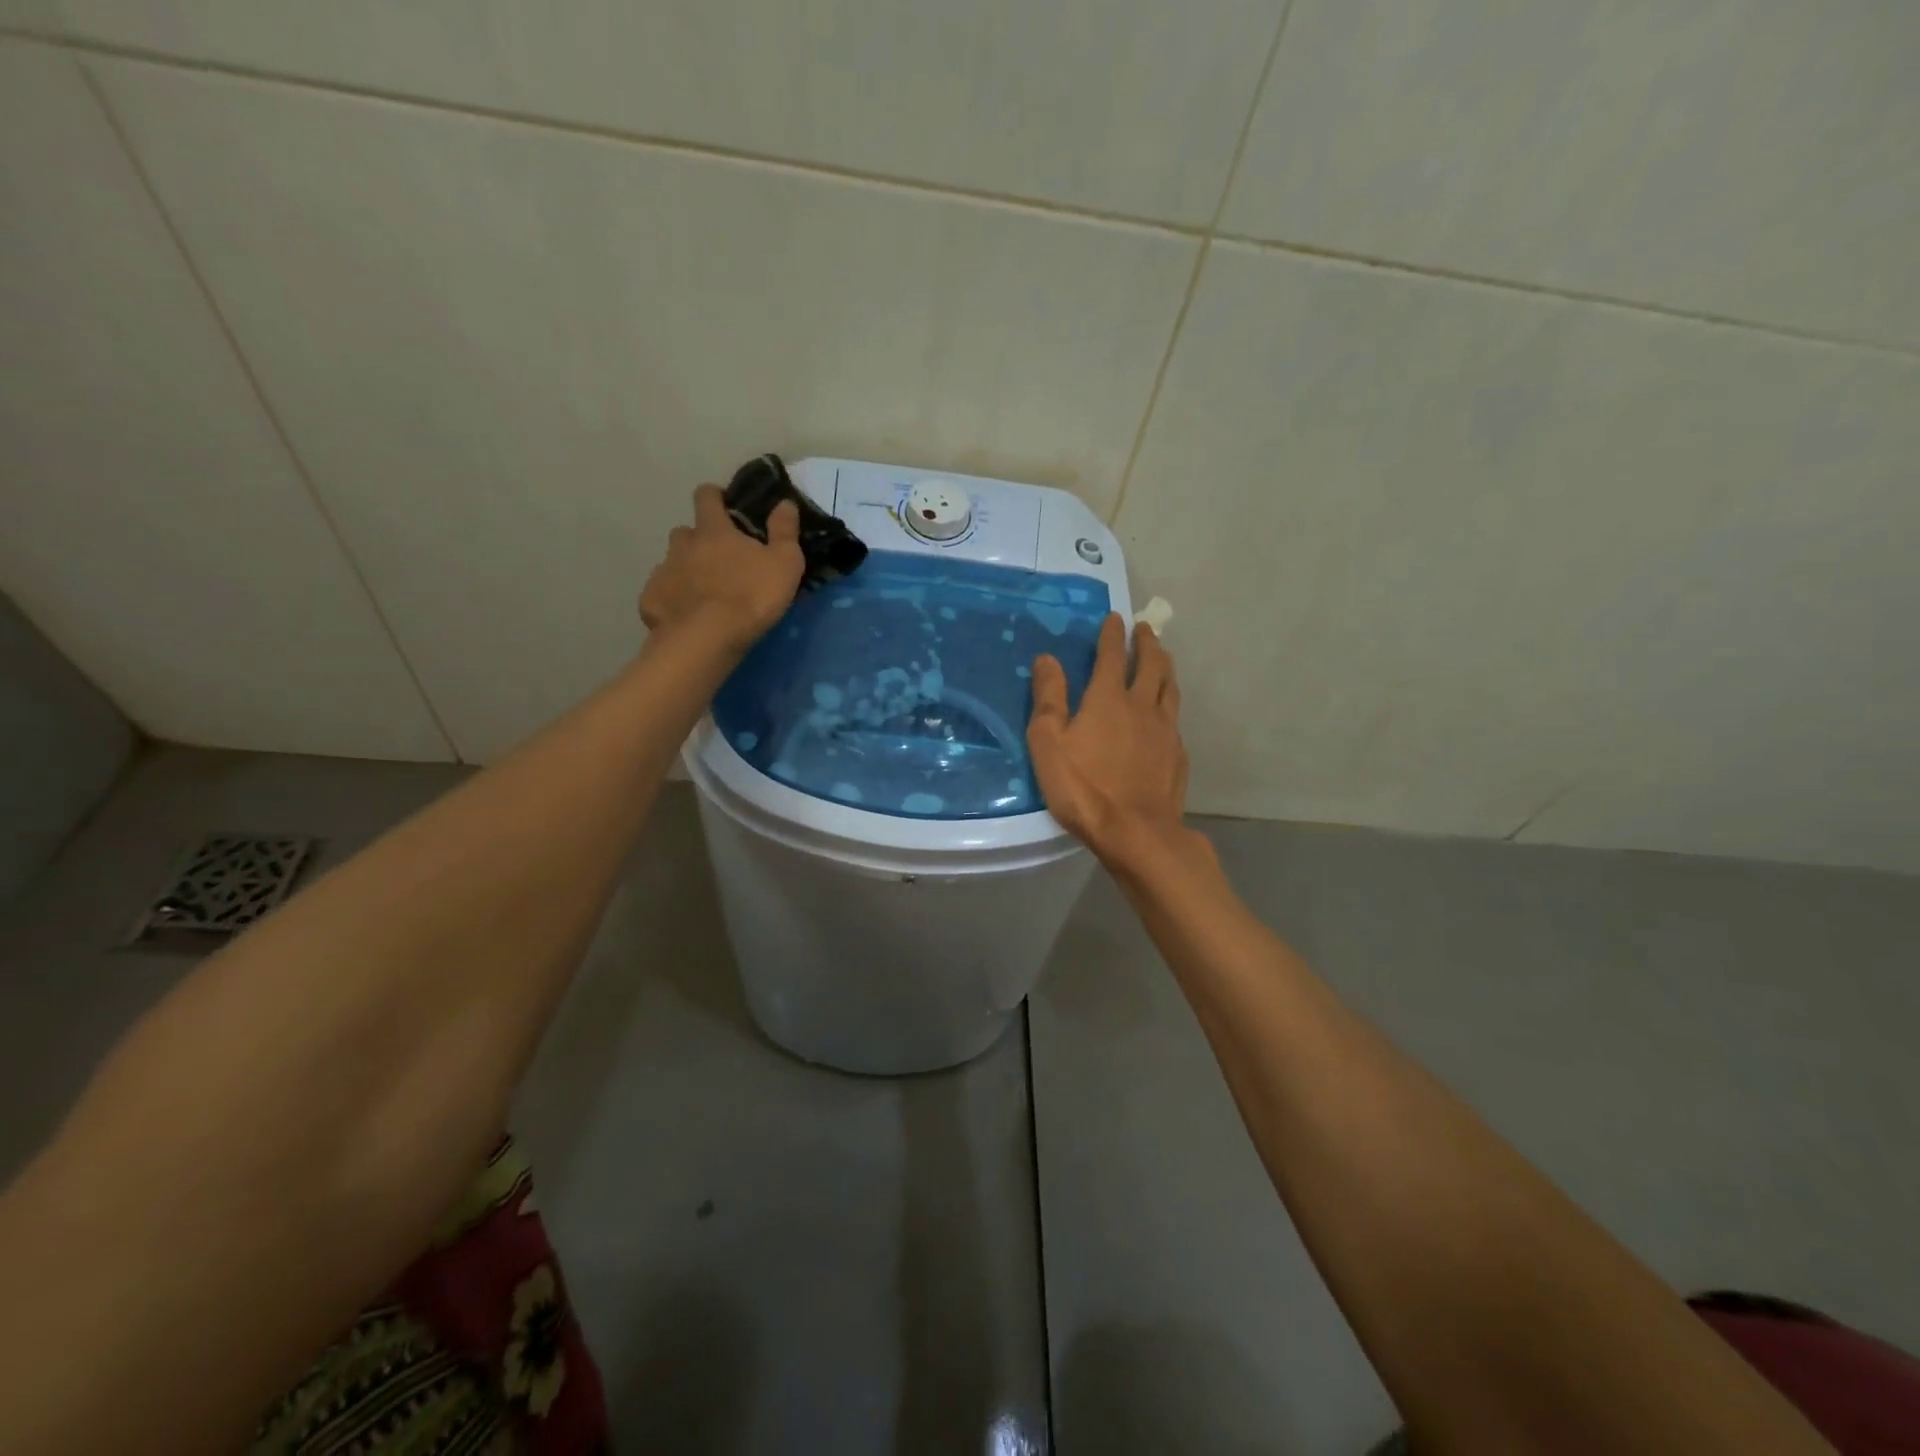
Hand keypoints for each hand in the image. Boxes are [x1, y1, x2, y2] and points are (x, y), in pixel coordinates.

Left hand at [639, 484, 804, 650]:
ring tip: (702, 592)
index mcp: (713, 530)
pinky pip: (659, 595)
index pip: (706, 497)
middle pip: (685, 532)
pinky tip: (684, 616)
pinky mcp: (650, 601)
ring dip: (684, 570)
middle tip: (718, 561)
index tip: (724, 505)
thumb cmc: (751, 596)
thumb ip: (785, 531)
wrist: (708, 639)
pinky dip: (671, 601)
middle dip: (698, 541)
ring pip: (671, 563)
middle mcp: (682, 545)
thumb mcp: (785, 563)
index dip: (714, 497)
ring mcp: (663, 572)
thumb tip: (785, 502)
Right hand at [1028, 613, 1193, 865]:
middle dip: (1147, 642)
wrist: (1135, 831)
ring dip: (1165, 666)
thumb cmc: (1083, 787)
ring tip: (1163, 658)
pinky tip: (1167, 711)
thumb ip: (1048, 698)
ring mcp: (1165, 730)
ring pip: (1170, 687)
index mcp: (1108, 698)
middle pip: (1151, 664)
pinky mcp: (1178, 754)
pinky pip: (1175, 717)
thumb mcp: (1049, 742)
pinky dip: (1170, 702)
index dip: (1113, 634)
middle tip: (1145, 628)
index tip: (1115, 617)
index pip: (1112, 655)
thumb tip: (1048, 658)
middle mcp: (1142, 705)